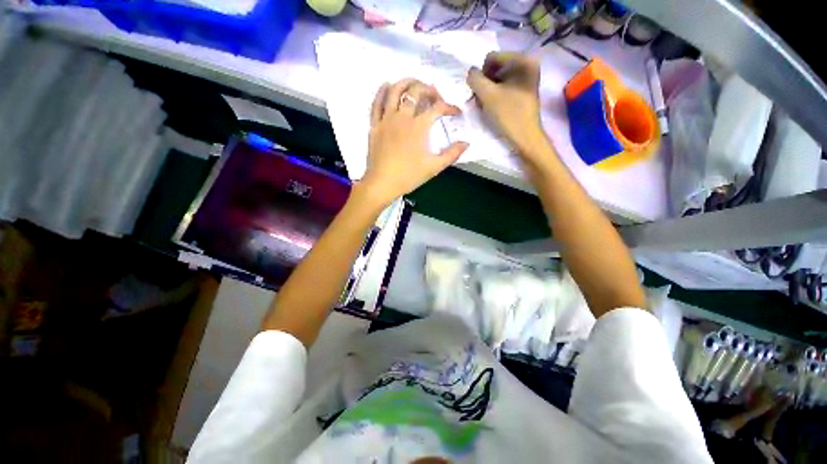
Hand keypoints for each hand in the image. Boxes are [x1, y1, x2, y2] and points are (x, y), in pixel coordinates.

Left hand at [359, 79, 468, 205]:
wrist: (382, 183)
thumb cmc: (408, 176)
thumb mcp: (433, 167)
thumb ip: (451, 154)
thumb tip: (466, 143)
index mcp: (419, 127)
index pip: (438, 108)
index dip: (450, 107)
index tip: (456, 112)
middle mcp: (403, 117)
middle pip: (417, 91)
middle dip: (430, 89)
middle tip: (436, 95)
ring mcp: (386, 119)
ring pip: (395, 91)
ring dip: (406, 82)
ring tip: (414, 82)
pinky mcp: (374, 125)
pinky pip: (376, 102)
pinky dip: (382, 91)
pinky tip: (387, 85)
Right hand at [467, 53, 546, 157]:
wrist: (525, 136)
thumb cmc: (508, 114)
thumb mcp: (488, 95)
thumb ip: (475, 79)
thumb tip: (471, 73)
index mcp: (523, 59)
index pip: (491, 58)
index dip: (481, 75)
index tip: (480, 93)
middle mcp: (527, 64)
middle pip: (495, 68)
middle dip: (485, 84)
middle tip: (481, 101)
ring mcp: (526, 78)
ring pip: (498, 79)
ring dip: (488, 91)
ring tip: (486, 106)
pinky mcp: (523, 90)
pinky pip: (504, 87)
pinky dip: (495, 96)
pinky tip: (492, 108)